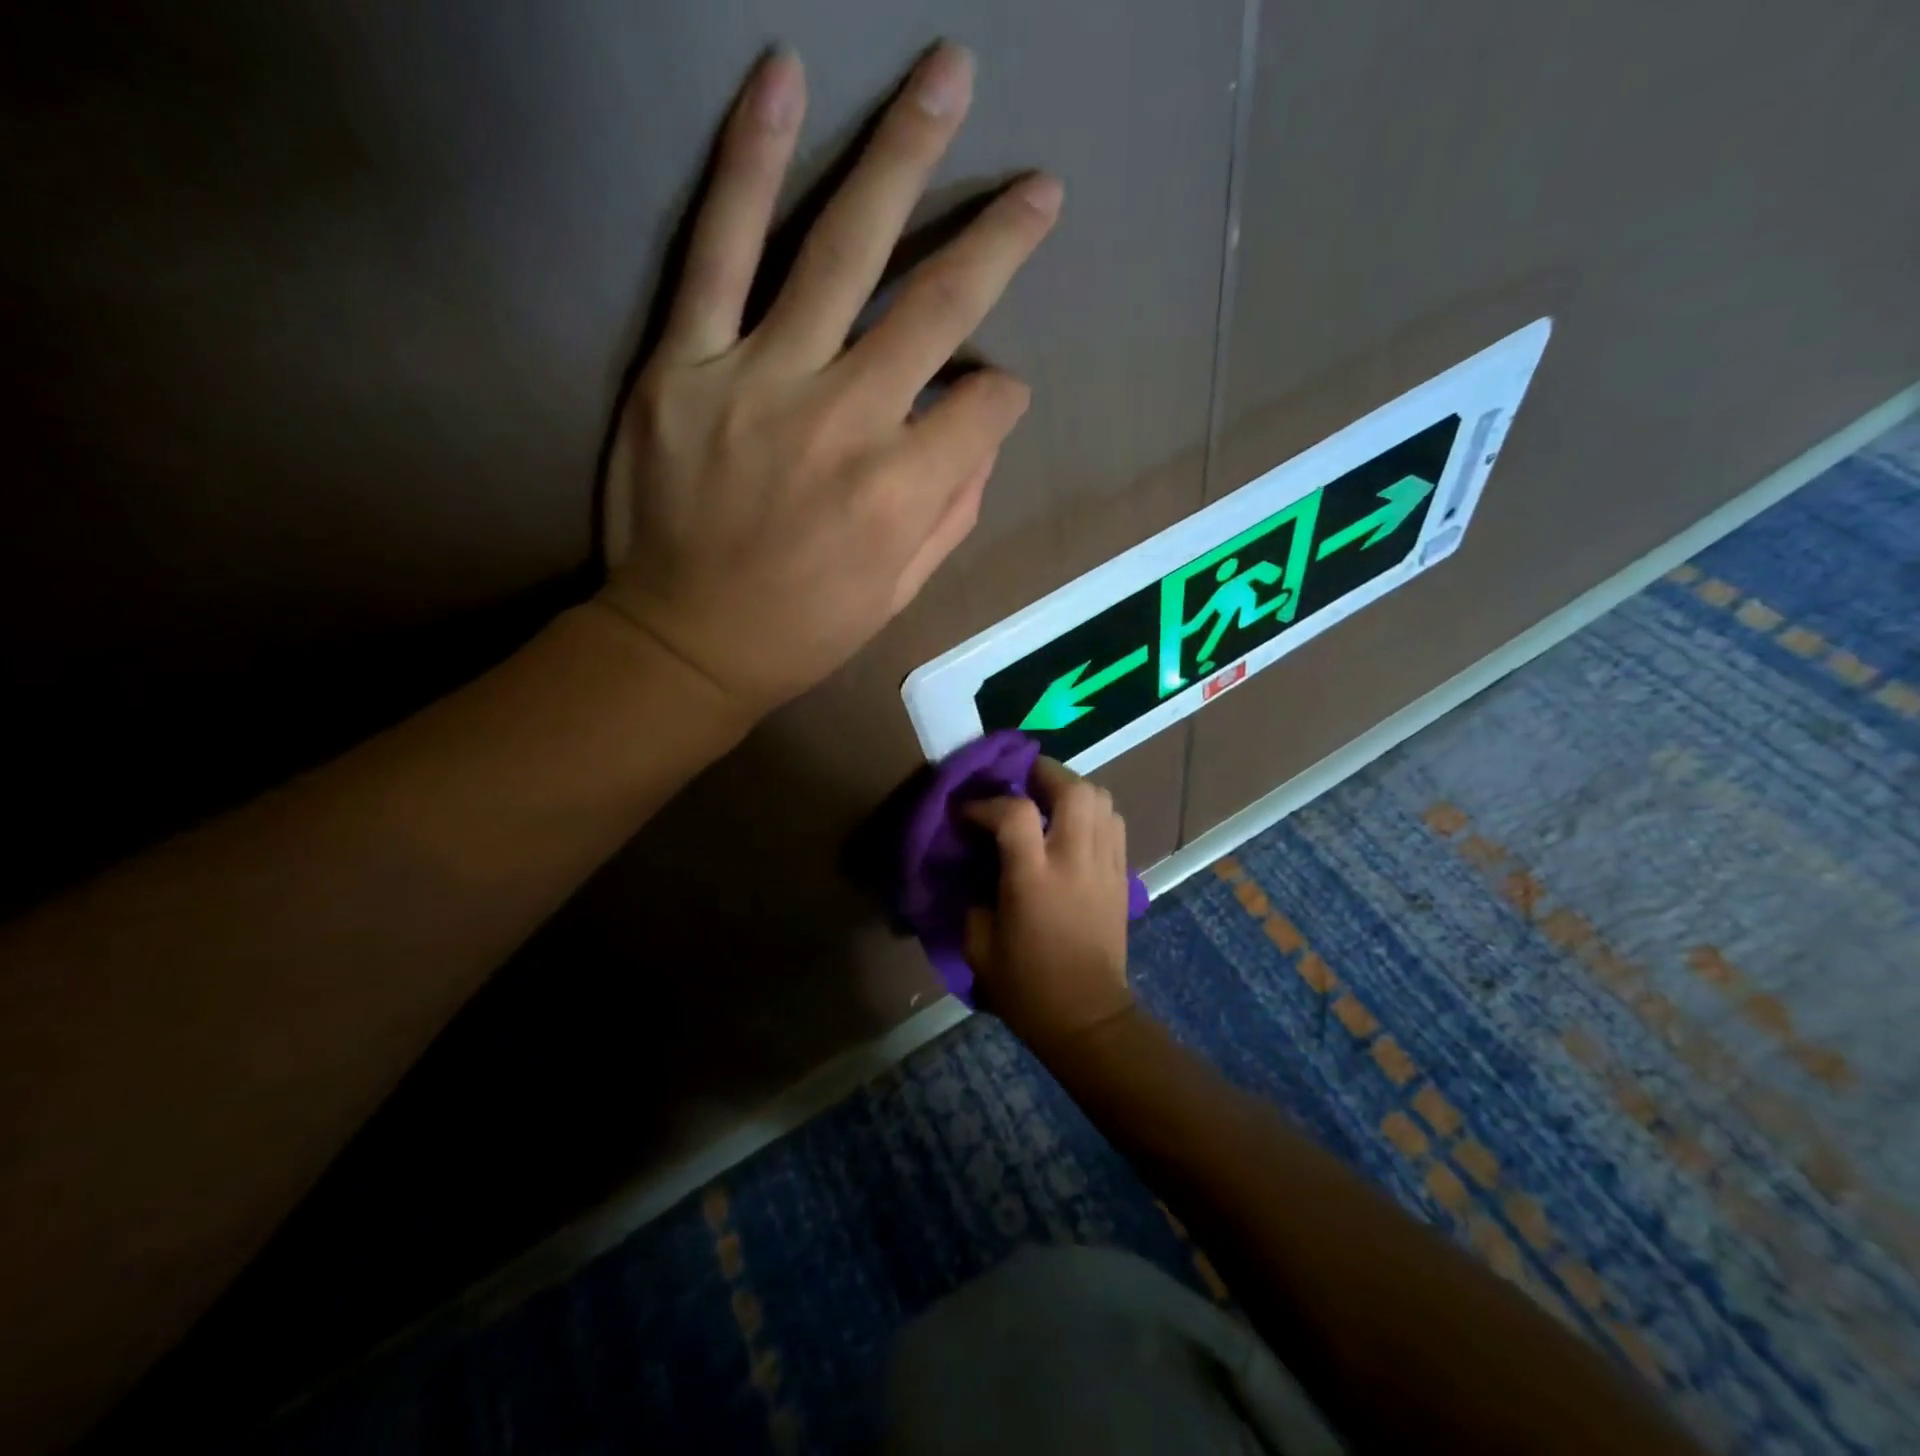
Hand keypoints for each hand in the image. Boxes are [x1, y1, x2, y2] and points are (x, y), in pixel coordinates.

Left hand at [597, 44, 1062, 715]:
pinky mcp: (684, 362)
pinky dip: (750, 163)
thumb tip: (983, 427)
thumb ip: (954, 508)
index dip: (1001, 397)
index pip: (986, 406)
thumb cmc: (803, 628)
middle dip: (998, 239)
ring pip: (840, 249)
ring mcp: (760, 380)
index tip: (991, 398)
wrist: (684, 642)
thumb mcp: (902, 593)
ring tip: (945, 74)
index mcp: (902, 492)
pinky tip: (783, 82)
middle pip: (937, 306)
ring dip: (900, 155)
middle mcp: (845, 421)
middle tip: (1037, 184)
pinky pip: (717, 249)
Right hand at [963, 758, 1134, 1052]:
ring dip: (1072, 788)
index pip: (1015, 813)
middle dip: (1044, 774)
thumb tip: (975, 865)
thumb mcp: (979, 945)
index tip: (968, 813)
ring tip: (1048, 799)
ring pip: (1101, 799)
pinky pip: (1114, 823)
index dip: (987, 803)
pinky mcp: (1122, 875)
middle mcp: (1075, 861)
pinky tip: (1073, 826)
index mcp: (1034, 878)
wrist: (1088, 1018)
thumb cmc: (1027, 987)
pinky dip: (1093, 812)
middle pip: (1073, 789)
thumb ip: (973, 896)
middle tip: (1020, 781)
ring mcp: (1105, 865)